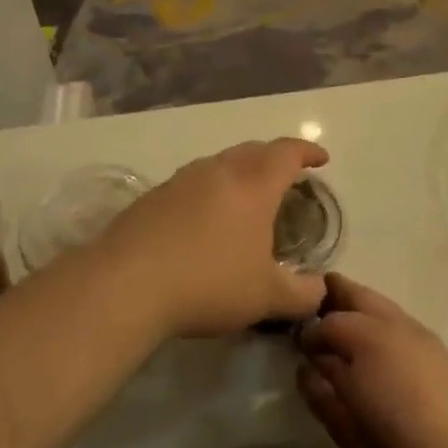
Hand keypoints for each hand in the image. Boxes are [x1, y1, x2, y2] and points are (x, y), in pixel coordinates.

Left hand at [95, 138, 329, 338]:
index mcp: (253, 185)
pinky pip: (192, 183)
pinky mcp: (153, 196)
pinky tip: (204, 221)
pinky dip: (209, 192)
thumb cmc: (209, 283)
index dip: (308, 152)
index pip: (287, 153)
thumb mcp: (266, 297)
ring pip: (219, 164)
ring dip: (239, 173)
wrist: (126, 284)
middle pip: (253, 150)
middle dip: (274, 159)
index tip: (321, 160)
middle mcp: (218, 171)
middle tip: (286, 178)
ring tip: (246, 199)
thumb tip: (319, 289)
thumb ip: (302, 294)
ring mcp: (181, 180)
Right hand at [296, 275, 447, 447]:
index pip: (361, 297)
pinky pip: (333, 406)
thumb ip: (336, 326)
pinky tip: (299, 380)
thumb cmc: (406, 393)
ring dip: (316, 357)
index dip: (333, 287)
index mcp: (399, 328)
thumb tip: (311, 331)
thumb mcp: (369, 341)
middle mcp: (388, 358)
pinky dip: (316, 393)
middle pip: (348, 331)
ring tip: (284, 343)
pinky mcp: (362, 435)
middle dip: (320, 320)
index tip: (298, 278)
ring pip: (339, 369)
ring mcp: (376, 398)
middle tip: (281, 310)